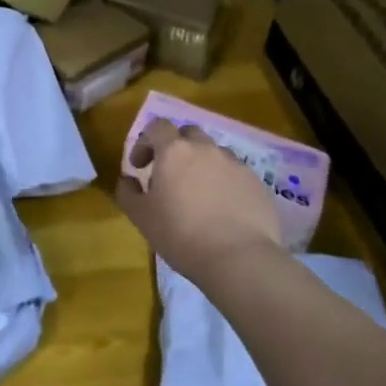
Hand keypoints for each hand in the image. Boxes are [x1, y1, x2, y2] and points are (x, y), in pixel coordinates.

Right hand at [115, 119, 283, 282]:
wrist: (239, 259)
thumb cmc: (181, 235)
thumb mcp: (141, 217)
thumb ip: (128, 192)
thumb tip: (128, 180)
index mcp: (174, 151)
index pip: (157, 126)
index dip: (145, 142)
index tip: (140, 166)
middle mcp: (206, 149)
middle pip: (188, 134)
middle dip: (177, 148)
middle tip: (170, 175)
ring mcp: (235, 164)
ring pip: (214, 153)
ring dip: (202, 164)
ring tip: (199, 194)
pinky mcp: (257, 183)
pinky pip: (235, 174)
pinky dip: (225, 183)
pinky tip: (223, 210)